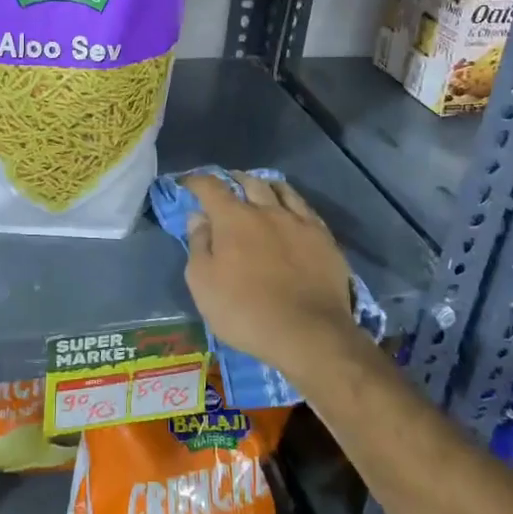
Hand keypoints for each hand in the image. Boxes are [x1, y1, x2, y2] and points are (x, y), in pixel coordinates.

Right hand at [183, 172, 366, 388]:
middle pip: (249, 182)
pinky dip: (292, 202)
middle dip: (234, 179)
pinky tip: (291, 210)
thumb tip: (198, 217)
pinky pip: (306, 208)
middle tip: (227, 184)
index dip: (196, 181)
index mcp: (234, 219)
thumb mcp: (203, 283)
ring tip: (259, 188)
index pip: (210, 187)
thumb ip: (198, 245)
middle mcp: (267, 210)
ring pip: (281, 189)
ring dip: (264, 185)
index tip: (188, 183)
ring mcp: (299, 222)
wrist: (308, 333)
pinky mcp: (324, 238)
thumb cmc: (245, 311)